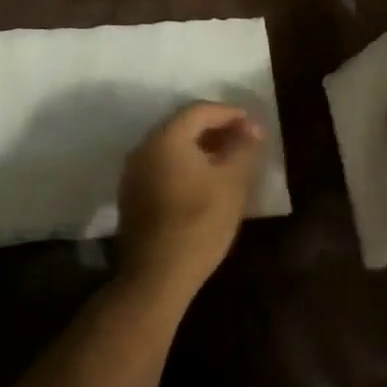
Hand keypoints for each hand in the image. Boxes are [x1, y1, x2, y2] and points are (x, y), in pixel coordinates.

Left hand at [117, 102, 262, 299]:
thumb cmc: (199, 223)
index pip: (200, 110)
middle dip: (216, 129)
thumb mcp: (232, 183)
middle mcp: (144, 148)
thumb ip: (244, 149)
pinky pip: (163, 167)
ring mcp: (133, 173)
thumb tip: (253, 128)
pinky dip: (186, 165)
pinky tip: (205, 183)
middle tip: (244, 141)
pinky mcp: (132, 196)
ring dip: (201, 148)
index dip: (230, 113)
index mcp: (166, 138)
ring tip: (229, 162)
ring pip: (172, 148)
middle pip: (183, 126)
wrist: (156, 276)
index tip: (254, 126)